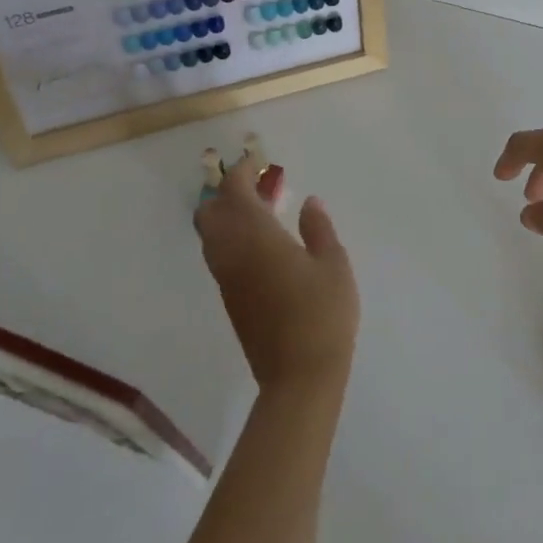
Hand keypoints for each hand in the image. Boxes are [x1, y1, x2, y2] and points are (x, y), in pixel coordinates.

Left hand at [195, 160, 358, 392]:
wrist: (299, 378)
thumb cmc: (322, 314)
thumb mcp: (333, 264)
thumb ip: (318, 228)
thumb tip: (309, 202)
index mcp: (255, 237)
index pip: (233, 192)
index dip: (242, 172)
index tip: (258, 164)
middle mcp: (232, 253)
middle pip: (209, 212)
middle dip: (227, 193)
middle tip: (257, 187)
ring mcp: (227, 279)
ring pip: (210, 236)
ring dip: (226, 215)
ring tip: (261, 212)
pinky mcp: (230, 300)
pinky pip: (219, 255)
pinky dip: (230, 238)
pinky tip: (260, 243)